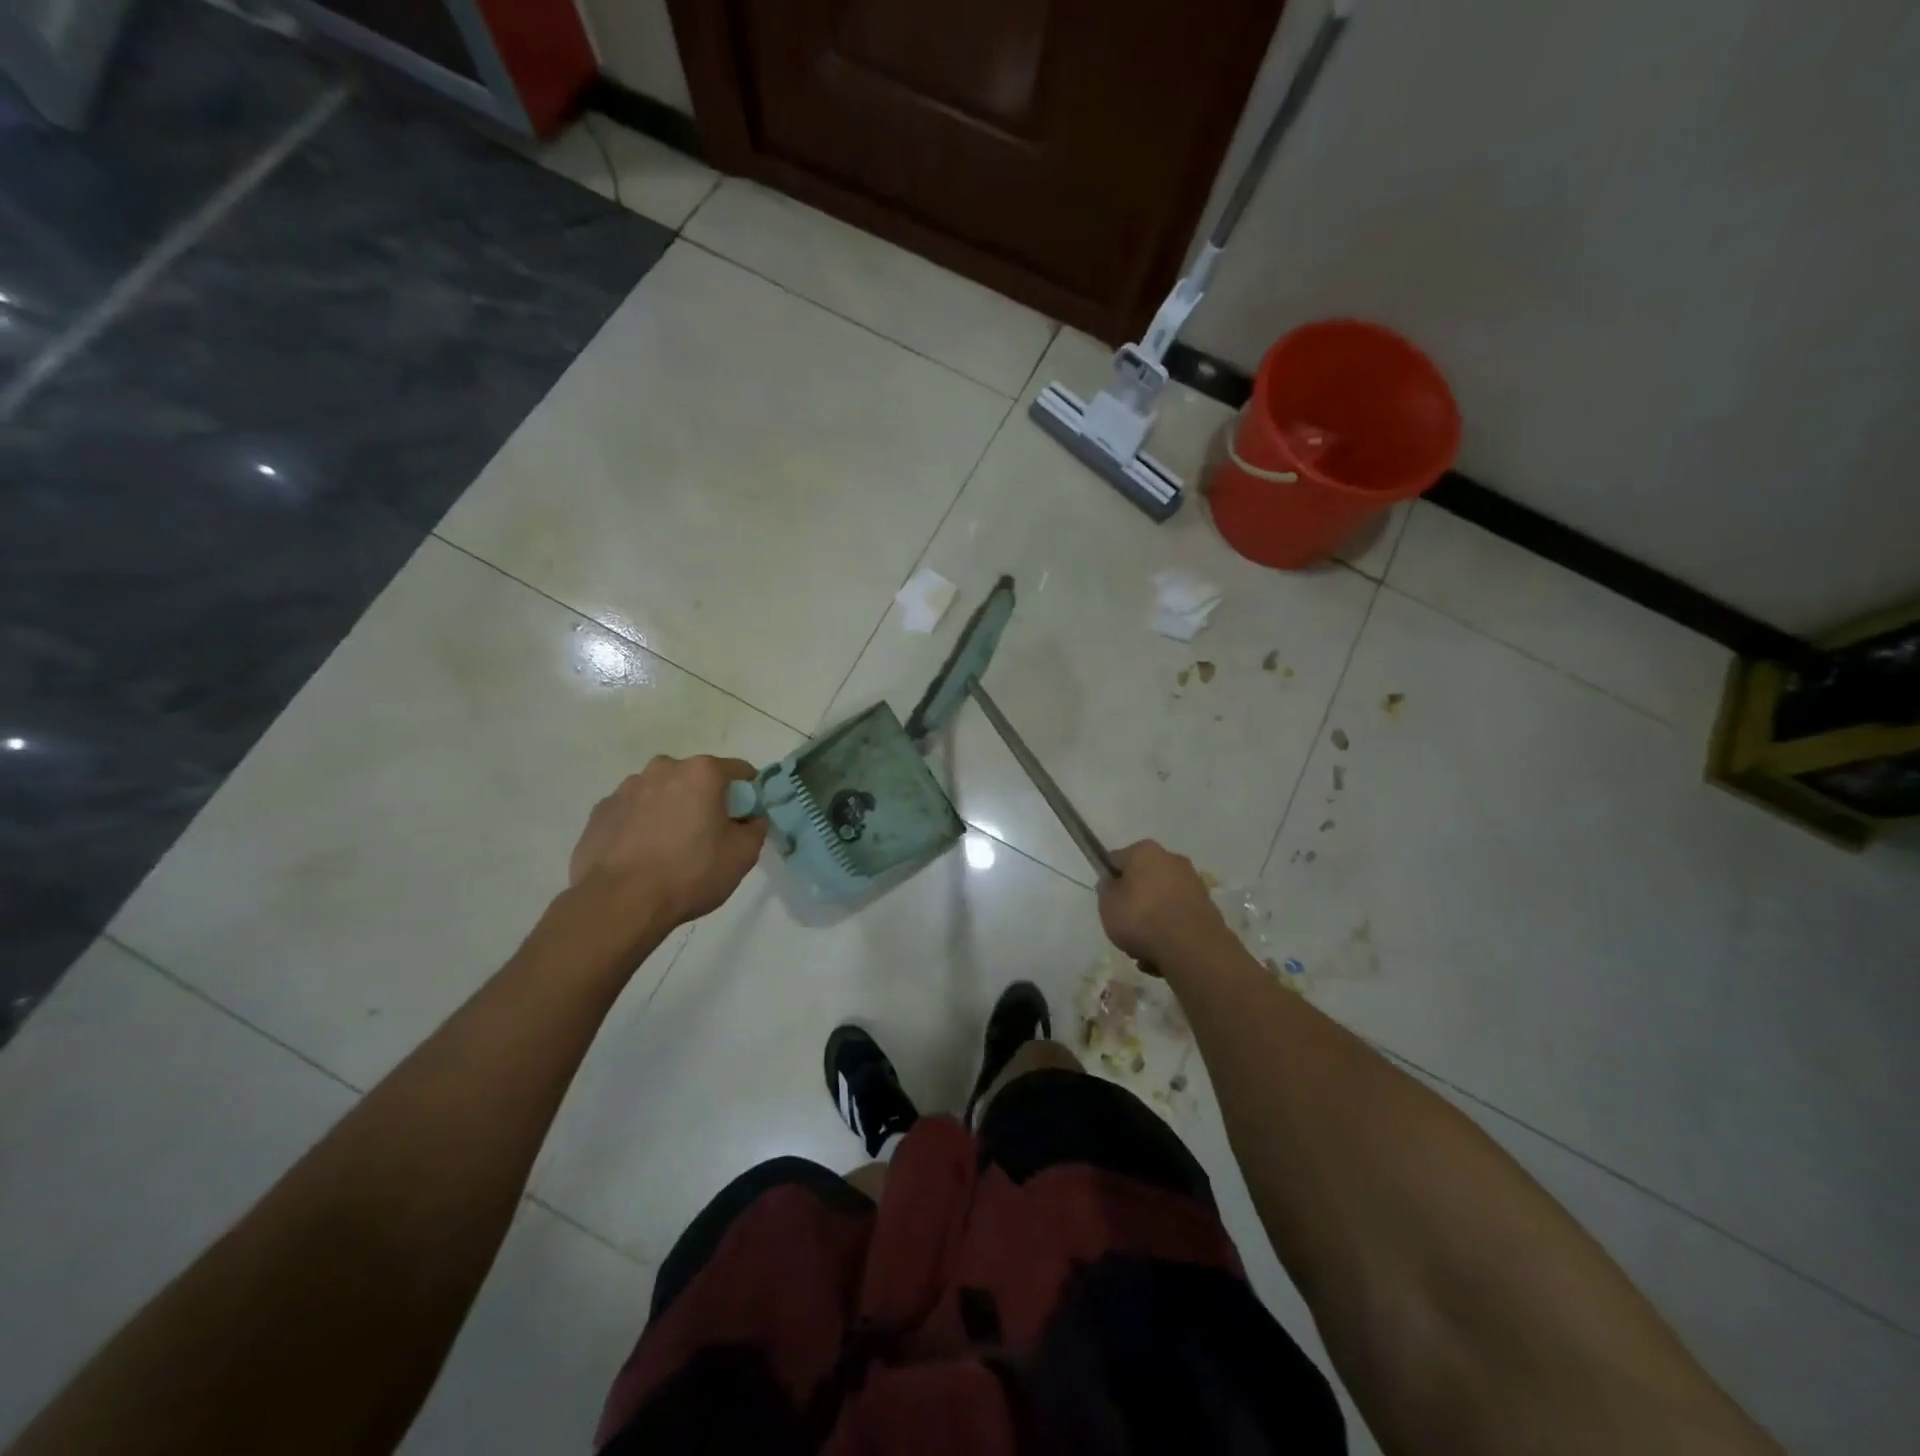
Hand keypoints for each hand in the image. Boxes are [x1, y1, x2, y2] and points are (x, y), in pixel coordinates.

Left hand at [569, 756, 767, 937]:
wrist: (620, 902)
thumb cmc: (690, 873)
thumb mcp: (743, 855)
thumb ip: (755, 828)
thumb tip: (749, 819)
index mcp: (702, 773)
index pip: (738, 770)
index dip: (747, 792)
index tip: (745, 817)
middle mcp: (663, 769)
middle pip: (695, 778)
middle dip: (704, 799)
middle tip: (706, 835)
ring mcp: (626, 789)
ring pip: (661, 793)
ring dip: (670, 809)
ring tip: (668, 848)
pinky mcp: (601, 812)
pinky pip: (632, 812)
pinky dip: (640, 825)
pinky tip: (641, 855)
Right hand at [1098, 841, 1227, 963]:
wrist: (1192, 947)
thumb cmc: (1141, 917)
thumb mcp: (1107, 903)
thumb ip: (1107, 888)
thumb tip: (1115, 883)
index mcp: (1145, 851)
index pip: (1117, 860)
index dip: (1110, 881)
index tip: (1108, 902)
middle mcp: (1172, 859)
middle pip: (1143, 881)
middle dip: (1135, 903)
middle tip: (1125, 927)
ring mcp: (1194, 884)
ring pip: (1162, 903)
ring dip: (1152, 923)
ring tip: (1143, 950)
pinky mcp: (1208, 908)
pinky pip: (1178, 920)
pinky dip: (1170, 934)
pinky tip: (1162, 957)